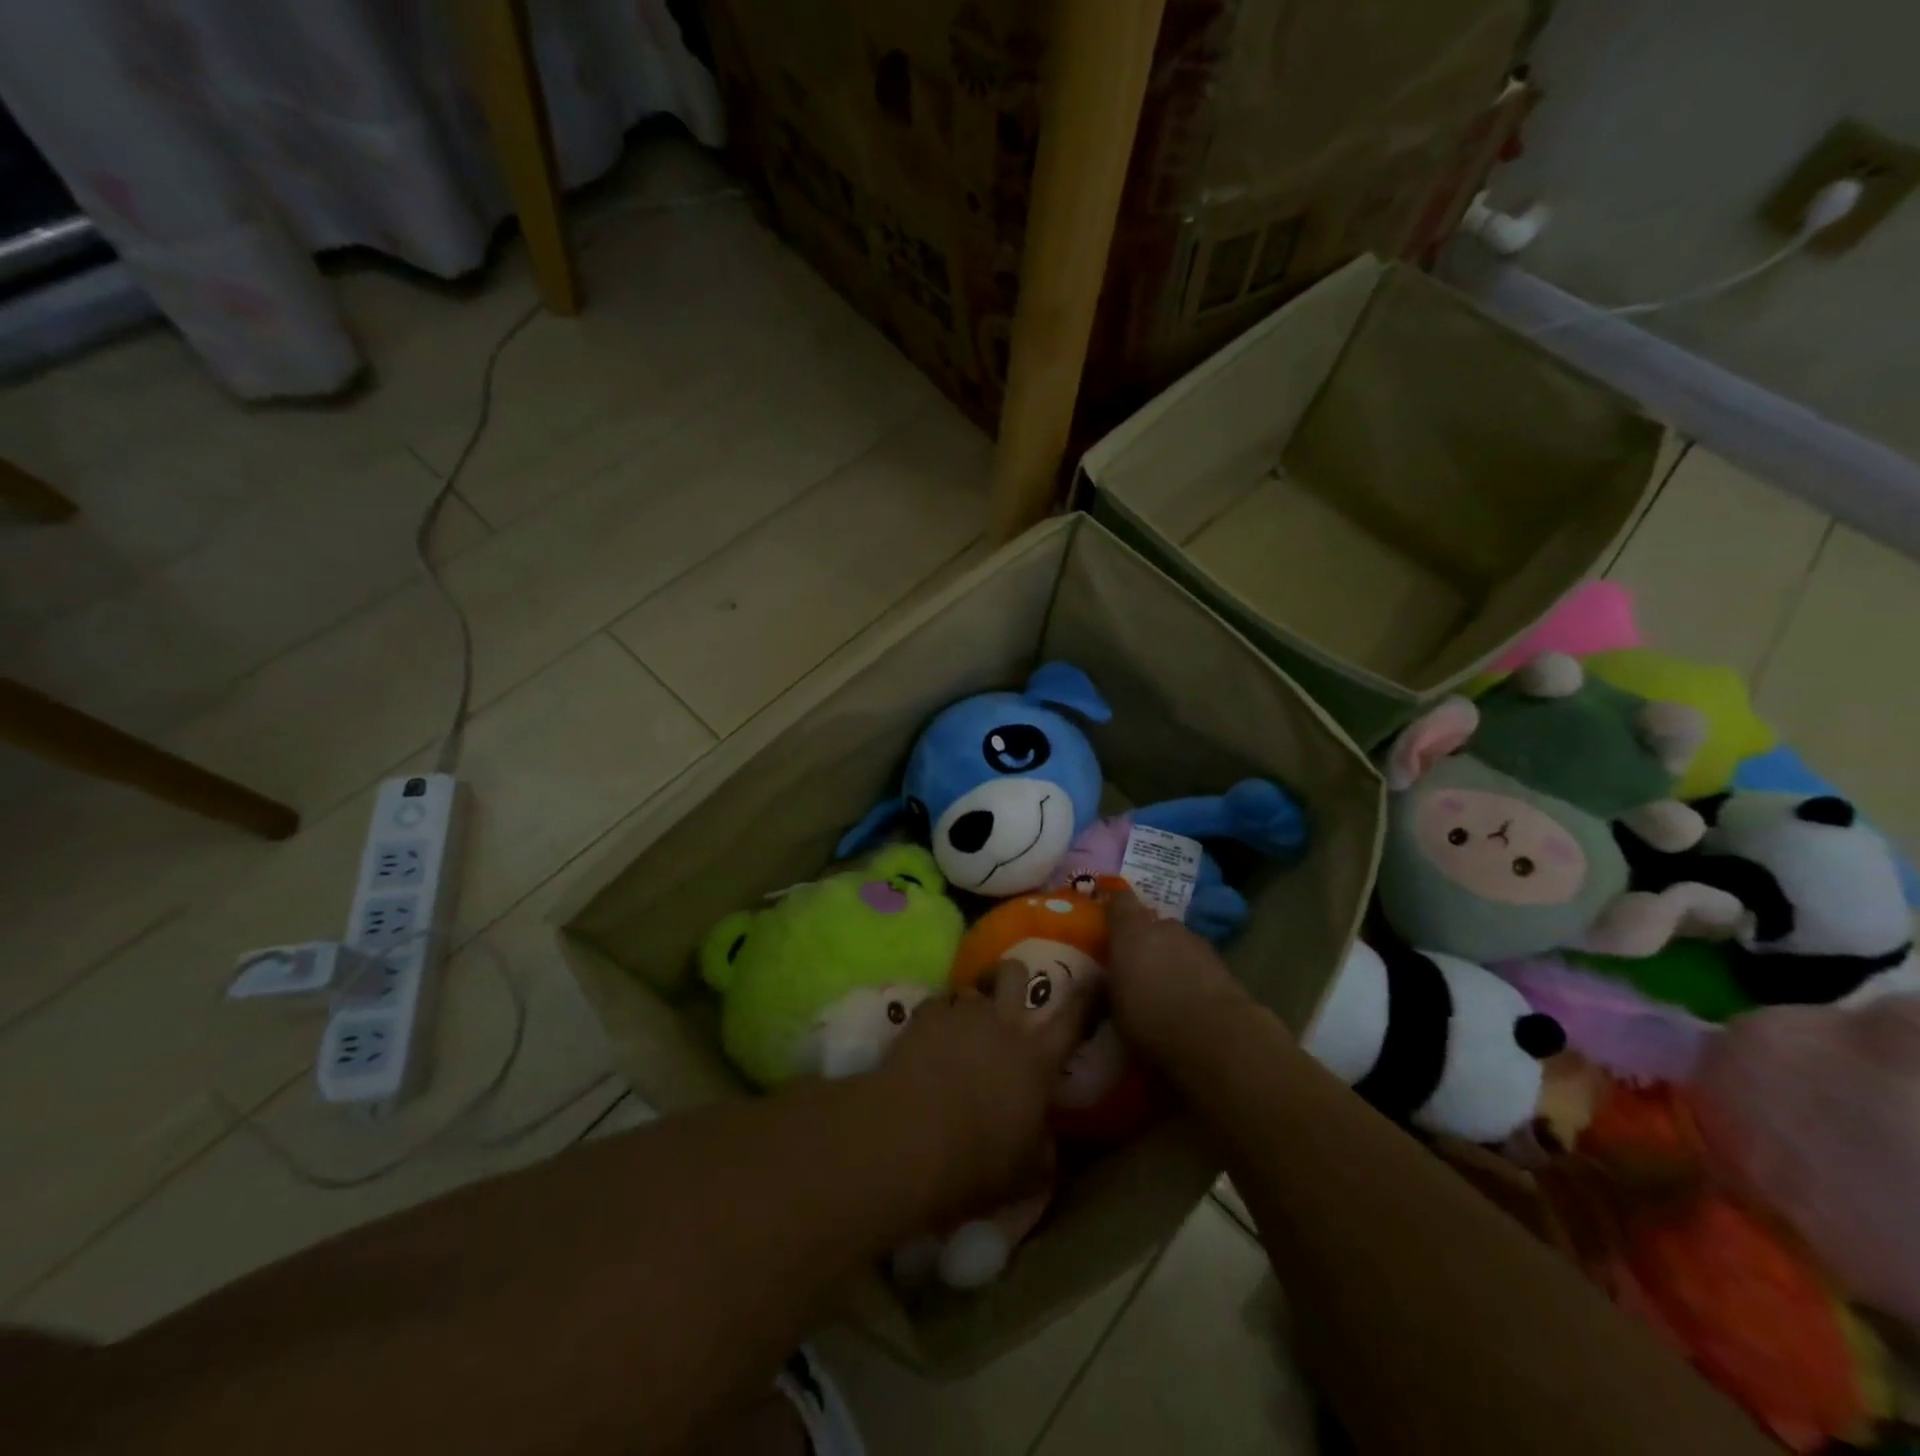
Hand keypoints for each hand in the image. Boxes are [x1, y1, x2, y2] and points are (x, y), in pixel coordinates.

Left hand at [877, 964, 1093, 1217]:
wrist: (912, 1140)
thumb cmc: (978, 1163)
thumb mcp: (1027, 1173)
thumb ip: (1043, 1149)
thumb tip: (1046, 1138)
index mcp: (1037, 1061)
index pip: (1072, 1020)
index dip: (1085, 996)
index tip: (1092, 977)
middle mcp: (1004, 1026)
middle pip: (1015, 975)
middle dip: (1012, 975)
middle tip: (1003, 991)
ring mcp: (963, 1016)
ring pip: (971, 988)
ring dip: (969, 1003)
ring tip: (958, 1025)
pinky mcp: (925, 1017)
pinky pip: (936, 1002)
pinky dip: (936, 1015)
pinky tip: (927, 1036)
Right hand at [1106, 884, 1260, 1062]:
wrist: (1215, 1035)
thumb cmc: (1150, 1018)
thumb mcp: (1114, 1006)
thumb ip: (1112, 983)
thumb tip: (1109, 980)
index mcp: (1132, 931)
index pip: (1120, 901)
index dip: (1115, 908)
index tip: (1108, 922)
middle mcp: (1165, 927)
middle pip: (1152, 924)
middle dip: (1146, 941)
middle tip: (1138, 967)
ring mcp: (1196, 942)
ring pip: (1177, 943)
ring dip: (1171, 958)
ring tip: (1166, 988)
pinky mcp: (1221, 963)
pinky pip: (1197, 962)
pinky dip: (1192, 974)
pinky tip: (1189, 1000)